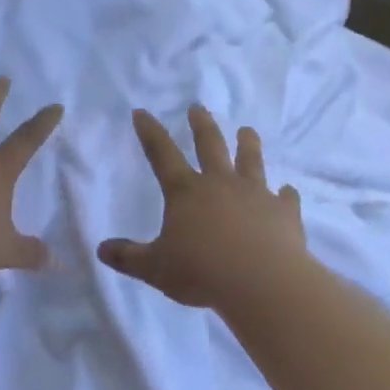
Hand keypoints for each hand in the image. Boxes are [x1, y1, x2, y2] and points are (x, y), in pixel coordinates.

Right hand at [98, 105, 308, 312]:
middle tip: (198, 107)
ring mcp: (255, 194)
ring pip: (250, 161)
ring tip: (247, 131)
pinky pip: (285, 198)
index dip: (150, 132)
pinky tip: (288, 192)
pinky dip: (286, 195)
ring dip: (248, 144)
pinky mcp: (283, 212)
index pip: (162, 154)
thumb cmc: (202, 272)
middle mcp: (220, 183)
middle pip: (209, 145)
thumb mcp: (156, 268)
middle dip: (201, 124)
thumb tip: (101, 250)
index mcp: (186, 192)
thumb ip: (129, 257)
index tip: (142, 112)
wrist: (262, 282)